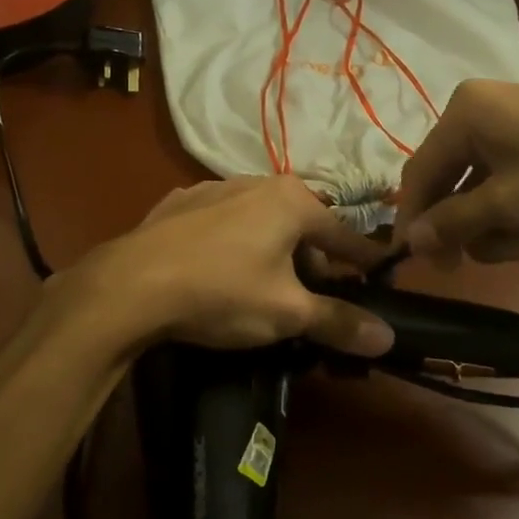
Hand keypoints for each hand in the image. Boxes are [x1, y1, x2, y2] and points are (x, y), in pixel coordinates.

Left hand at [63, 177, 395, 356]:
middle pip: (301, 226)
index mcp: (291, 200)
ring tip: (268, 288)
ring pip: (261, 222)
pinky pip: (223, 223)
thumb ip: (339, 321)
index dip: (365, 262)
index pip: (344, 235)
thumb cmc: (222, 292)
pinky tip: (221, 271)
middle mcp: (256, 182)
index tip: (381, 279)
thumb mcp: (287, 313)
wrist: (130, 285)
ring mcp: (213, 188)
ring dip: (273, 251)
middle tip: (315, 300)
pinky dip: (234, 244)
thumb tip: (388, 336)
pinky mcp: (179, 204)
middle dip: (313, 262)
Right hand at [394, 80, 518, 264]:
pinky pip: (505, 176)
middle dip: (459, 224)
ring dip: (489, 221)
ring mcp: (511, 121)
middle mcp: (479, 109)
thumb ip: (451, 222)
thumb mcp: (509, 206)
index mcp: (463, 113)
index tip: (411, 263)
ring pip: (477, 183)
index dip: (412, 219)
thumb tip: (408, 240)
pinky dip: (510, 206)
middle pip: (447, 178)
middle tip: (463, 266)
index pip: (419, 171)